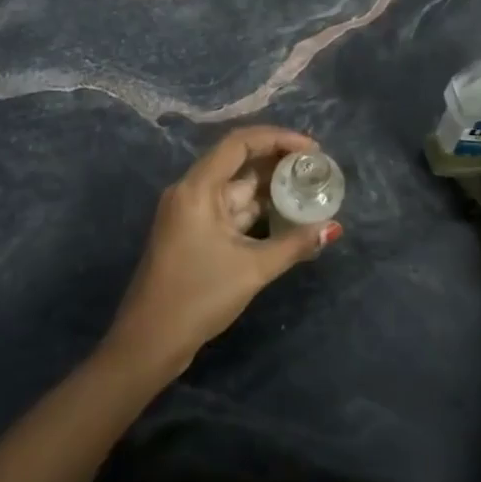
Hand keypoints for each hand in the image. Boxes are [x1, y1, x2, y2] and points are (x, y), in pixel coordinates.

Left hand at [105, 126, 341, 376]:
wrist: (147, 343)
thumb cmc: (198, 297)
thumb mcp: (252, 269)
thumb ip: (294, 244)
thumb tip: (332, 228)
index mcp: (197, 188)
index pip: (239, 143)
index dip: (277, 138)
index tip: (311, 149)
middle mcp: (191, 191)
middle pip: (239, 162)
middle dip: (279, 163)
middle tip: (316, 169)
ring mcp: (191, 213)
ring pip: (237, 189)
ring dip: (270, 189)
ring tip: (309, 190)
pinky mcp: (193, 233)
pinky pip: (230, 210)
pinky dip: (257, 210)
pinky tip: (286, 216)